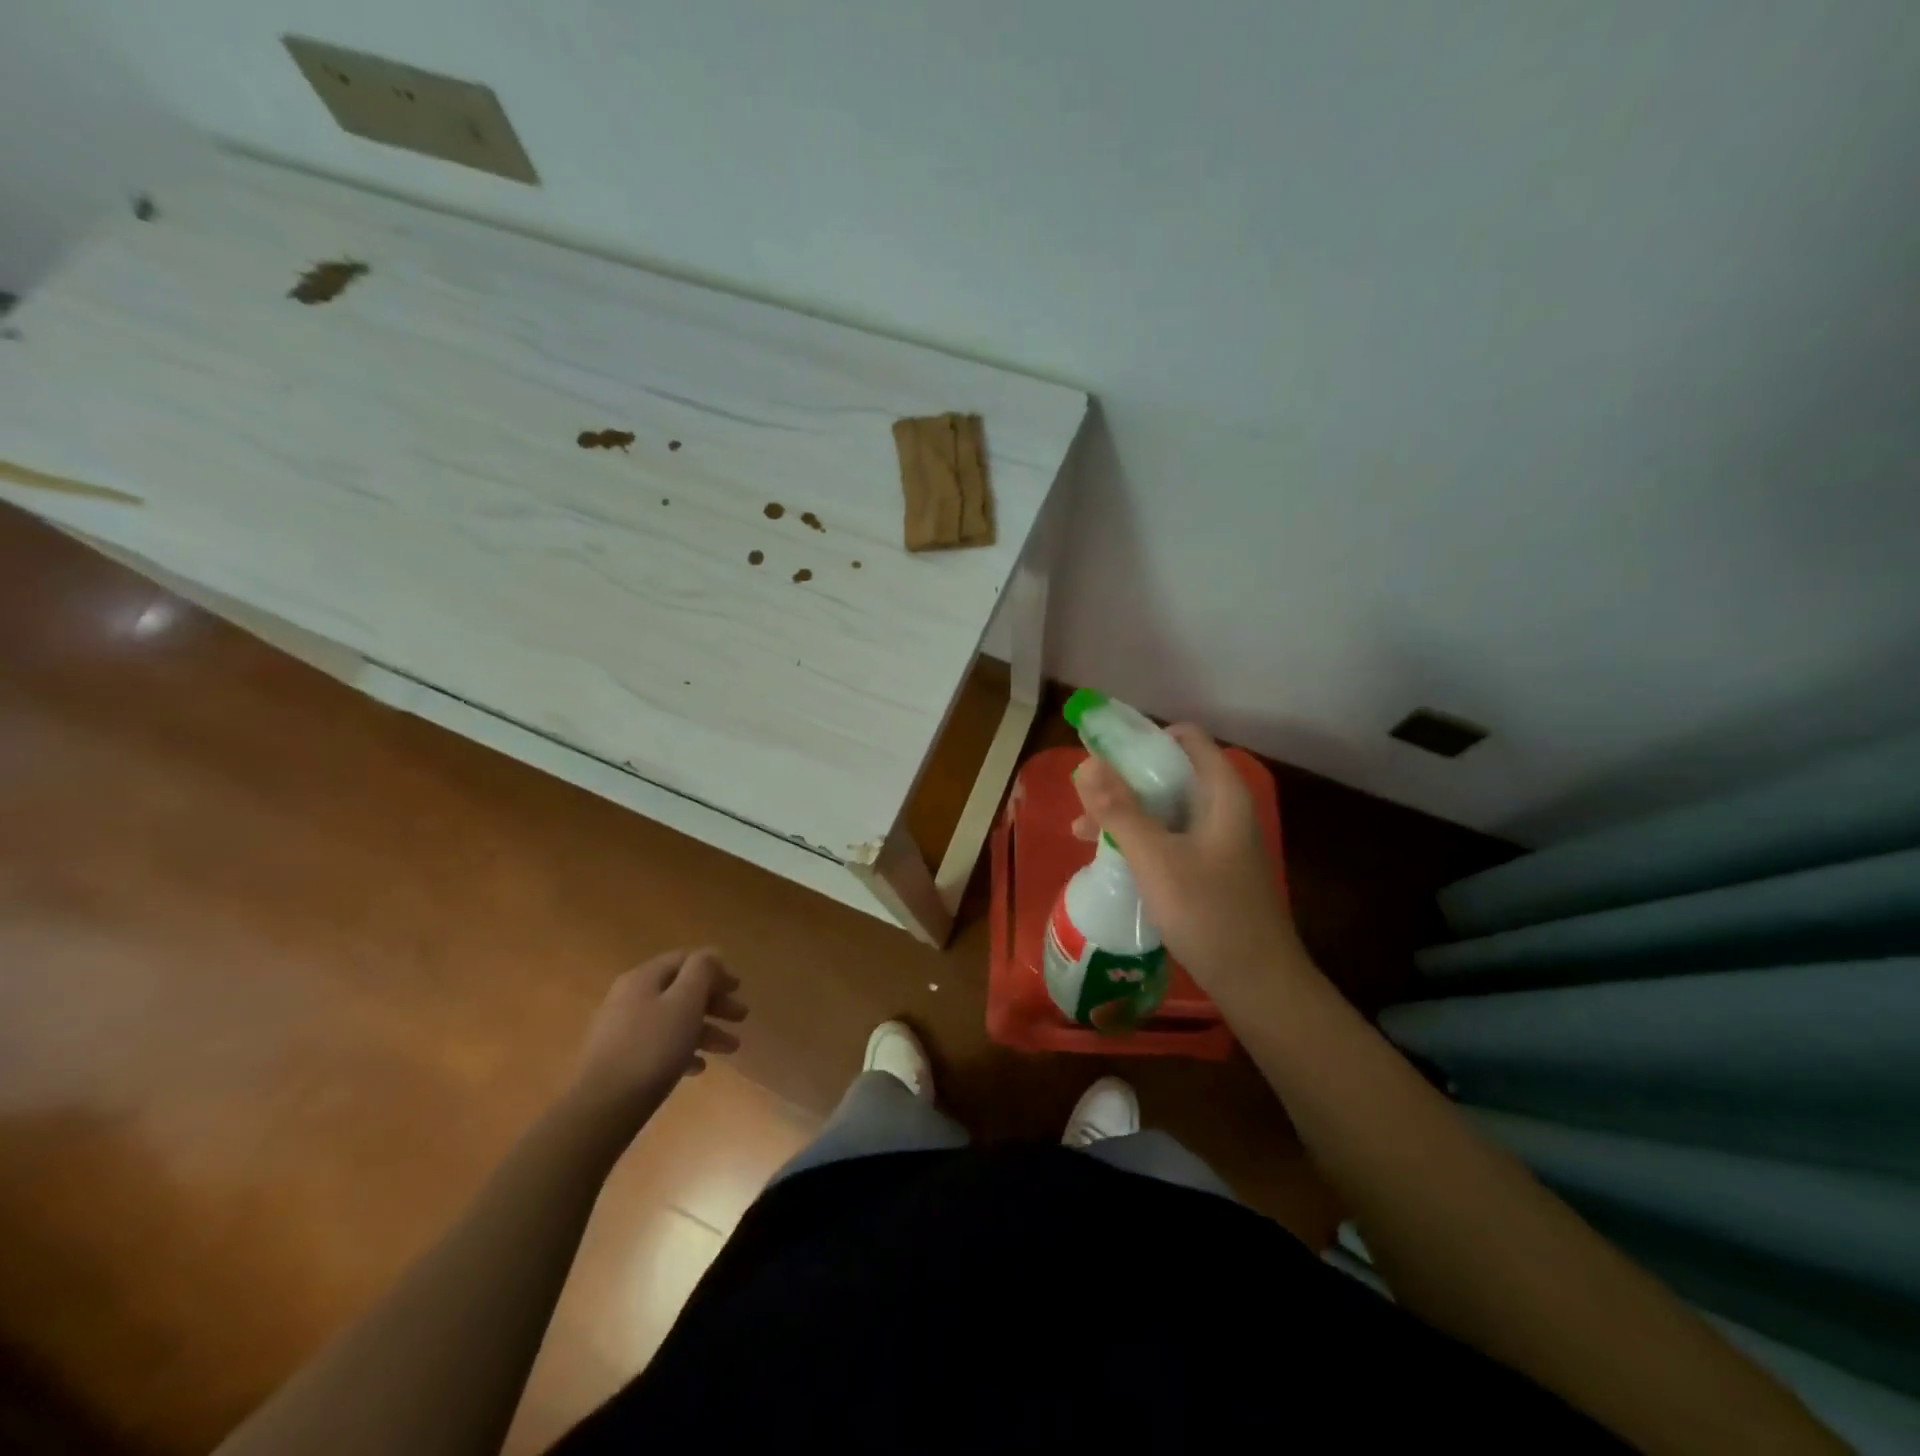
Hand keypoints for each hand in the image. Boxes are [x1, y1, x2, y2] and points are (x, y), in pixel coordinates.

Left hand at [570, 948, 746, 1125]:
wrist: (603, 1107)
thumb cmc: (652, 1048)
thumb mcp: (685, 1001)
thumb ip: (702, 971)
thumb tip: (711, 954)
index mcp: (643, 978)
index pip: (685, 960)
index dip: (715, 970)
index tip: (738, 988)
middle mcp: (629, 997)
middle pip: (679, 990)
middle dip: (714, 1003)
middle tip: (741, 1017)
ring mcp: (620, 1030)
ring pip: (672, 1020)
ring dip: (705, 1029)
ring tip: (731, 1048)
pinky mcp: (618, 1060)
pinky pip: (657, 1045)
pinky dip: (682, 1050)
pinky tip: (698, 1067)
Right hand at [1072, 724, 1301, 989]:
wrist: (1258, 983)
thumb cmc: (1208, 912)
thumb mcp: (1155, 858)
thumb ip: (1119, 810)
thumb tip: (1087, 764)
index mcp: (1221, 794)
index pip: (1185, 738)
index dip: (1143, 739)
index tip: (1103, 755)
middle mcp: (1223, 809)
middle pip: (1171, 773)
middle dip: (1124, 782)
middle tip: (1084, 801)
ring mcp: (1219, 841)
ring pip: (1167, 809)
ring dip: (1126, 814)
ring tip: (1082, 834)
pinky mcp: (1212, 870)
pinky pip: (1171, 838)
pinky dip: (1141, 839)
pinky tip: (1112, 858)